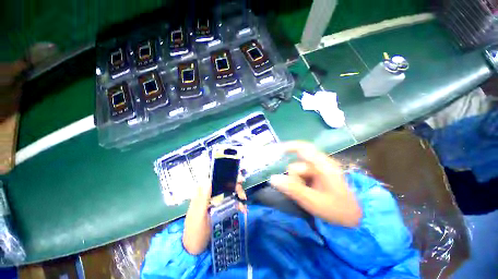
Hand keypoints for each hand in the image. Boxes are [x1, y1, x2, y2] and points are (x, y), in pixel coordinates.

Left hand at [183, 178, 246, 254]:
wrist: (195, 248)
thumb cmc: (195, 231)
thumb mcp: (198, 216)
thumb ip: (203, 199)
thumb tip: (208, 181)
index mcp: (202, 193)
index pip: (215, 179)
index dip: (227, 176)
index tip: (238, 179)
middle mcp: (210, 194)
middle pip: (225, 184)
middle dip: (236, 186)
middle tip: (243, 194)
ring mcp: (216, 201)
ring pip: (230, 192)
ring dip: (239, 195)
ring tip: (244, 204)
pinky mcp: (221, 208)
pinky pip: (231, 201)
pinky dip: (238, 204)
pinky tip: (243, 210)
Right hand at [269, 141, 361, 226]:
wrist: (354, 219)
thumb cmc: (337, 210)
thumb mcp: (313, 201)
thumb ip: (292, 189)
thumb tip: (272, 178)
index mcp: (323, 166)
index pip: (304, 148)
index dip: (290, 147)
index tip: (276, 151)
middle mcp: (320, 164)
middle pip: (297, 164)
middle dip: (294, 178)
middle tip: (298, 192)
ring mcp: (318, 171)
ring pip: (297, 172)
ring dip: (296, 183)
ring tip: (305, 195)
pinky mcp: (317, 176)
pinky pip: (301, 176)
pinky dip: (299, 183)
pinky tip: (305, 193)